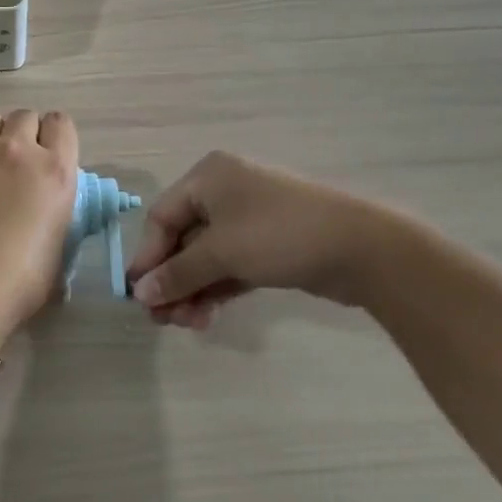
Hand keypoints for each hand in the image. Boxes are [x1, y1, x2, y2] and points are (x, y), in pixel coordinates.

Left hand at [0, 110, 78, 328]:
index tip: (49, 155)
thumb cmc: (20, 282)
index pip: (62, 124)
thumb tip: (48, 217)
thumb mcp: (58, 250)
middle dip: (24, 134)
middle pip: (24, 116)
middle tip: (17, 164)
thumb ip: (56, 218)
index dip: (55, 137)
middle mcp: (17, 150)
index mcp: (55, 171)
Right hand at [127, 151, 391, 328]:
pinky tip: (205, 315)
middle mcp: (224, 192)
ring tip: (188, 324)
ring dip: (192, 289)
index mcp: (208, 177)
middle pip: (183, 238)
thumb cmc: (279, 235)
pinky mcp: (268, 245)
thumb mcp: (222, 252)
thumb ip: (178, 273)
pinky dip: (215, 288)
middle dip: (172, 279)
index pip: (162, 217)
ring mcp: (248, 219)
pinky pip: (229, 265)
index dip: (148, 257)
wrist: (363, 249)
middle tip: (163, 318)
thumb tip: (138, 293)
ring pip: (206, 256)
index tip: (138, 295)